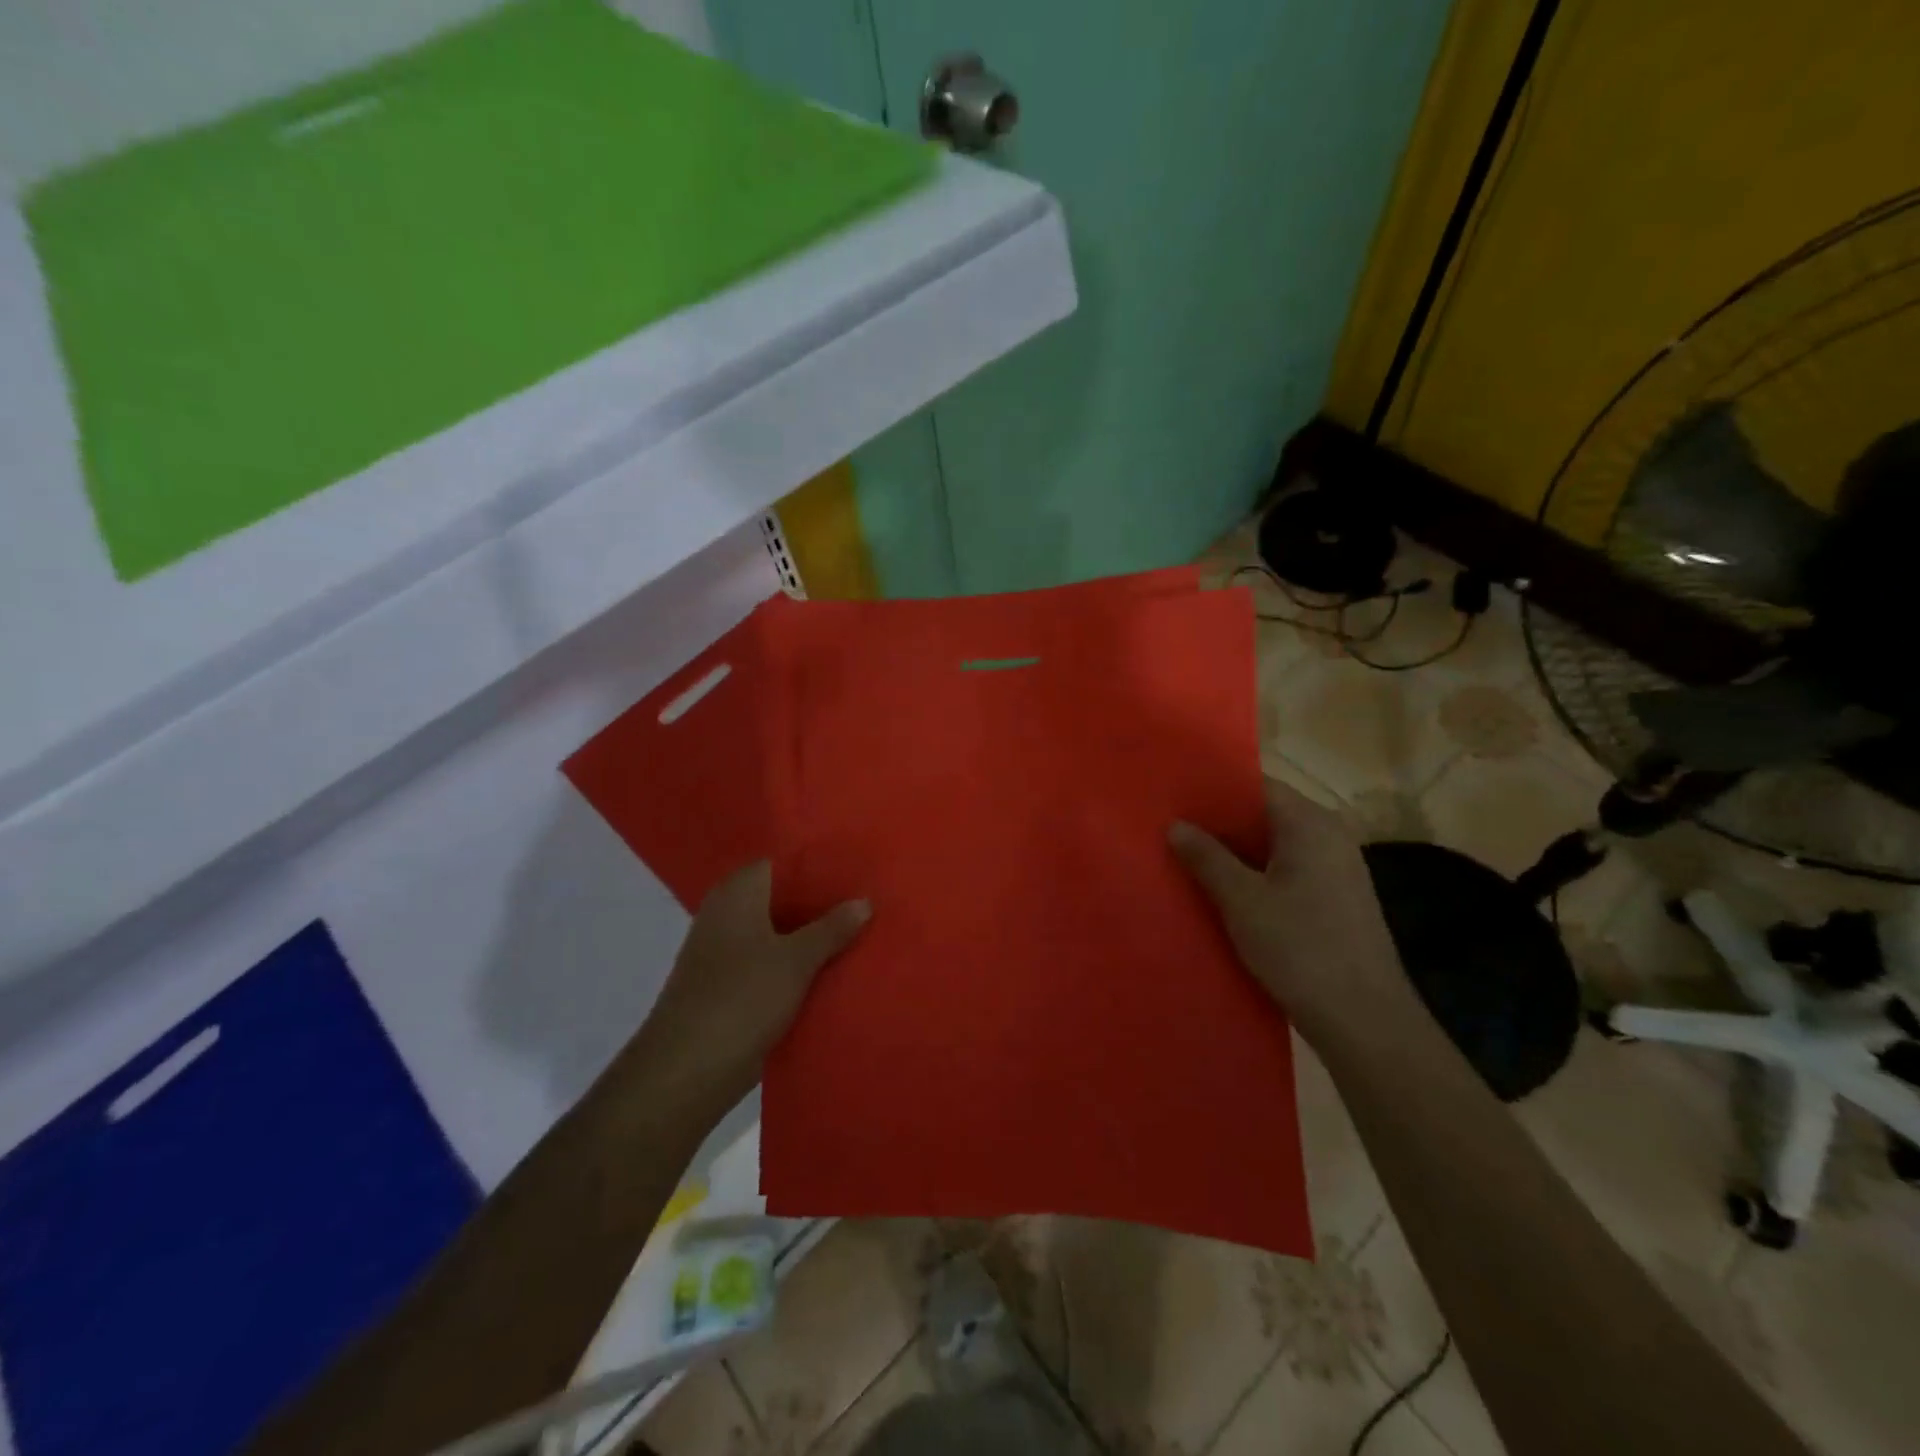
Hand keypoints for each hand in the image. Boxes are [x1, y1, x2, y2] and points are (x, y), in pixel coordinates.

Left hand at [633, 862, 869, 1125]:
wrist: (686, 1071)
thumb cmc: (741, 998)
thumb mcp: (797, 960)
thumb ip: (832, 927)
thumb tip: (864, 900)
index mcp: (738, 891)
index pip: (785, 860)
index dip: (823, 863)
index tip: (861, 868)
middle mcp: (728, 911)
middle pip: (784, 896)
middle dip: (824, 901)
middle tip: (871, 899)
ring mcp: (726, 949)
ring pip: (780, 931)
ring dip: (814, 935)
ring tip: (863, 931)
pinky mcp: (729, 984)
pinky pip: (772, 960)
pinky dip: (798, 963)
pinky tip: (834, 969)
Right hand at [1170, 779, 1409, 1043]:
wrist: (1364, 1019)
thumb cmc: (1300, 948)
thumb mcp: (1241, 901)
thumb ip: (1207, 857)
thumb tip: (1176, 825)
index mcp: (1310, 823)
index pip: (1256, 785)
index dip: (1214, 788)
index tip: (1174, 796)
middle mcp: (1329, 836)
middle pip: (1265, 814)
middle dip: (1219, 822)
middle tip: (1171, 827)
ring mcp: (1336, 868)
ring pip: (1274, 845)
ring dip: (1234, 851)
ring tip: (1186, 857)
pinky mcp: (1335, 898)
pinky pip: (1286, 870)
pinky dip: (1254, 873)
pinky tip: (1221, 890)